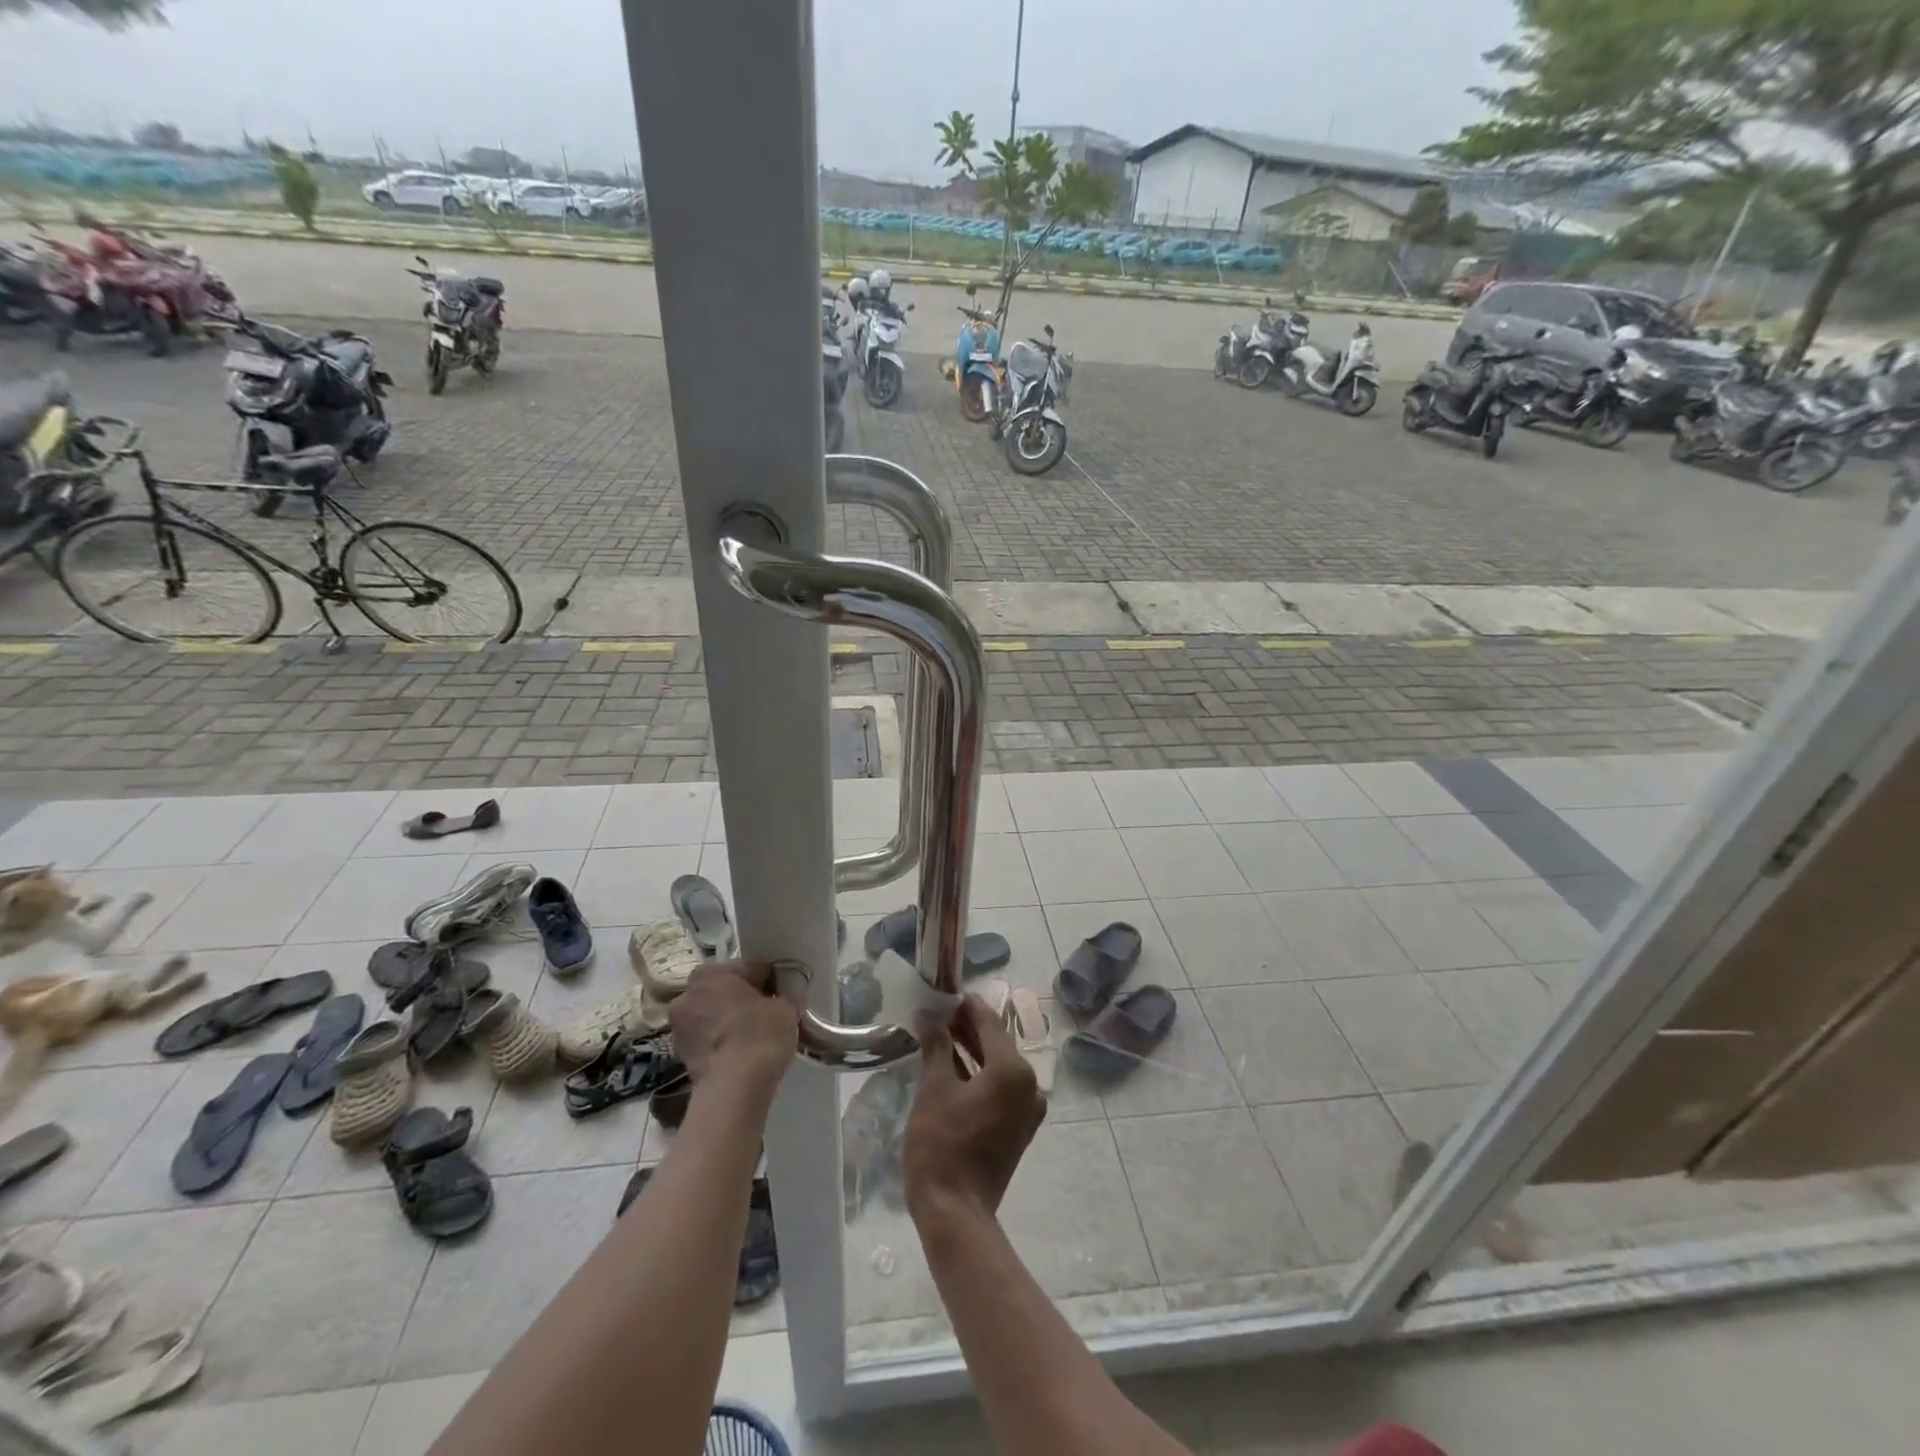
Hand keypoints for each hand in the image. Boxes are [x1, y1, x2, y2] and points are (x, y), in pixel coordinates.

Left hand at [667, 962, 797, 1098]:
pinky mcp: (680, 1056)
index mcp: (710, 973)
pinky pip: (708, 1039)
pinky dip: (721, 1043)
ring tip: (753, 1037)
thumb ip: (782, 996)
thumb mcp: (786, 1007)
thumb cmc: (759, 1033)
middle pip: (724, 991)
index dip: (768, 980)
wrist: (734, 1086)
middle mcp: (687, 994)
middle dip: (742, 999)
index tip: (782, 994)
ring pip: (713, 1016)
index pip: (748, 968)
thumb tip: (782, 998)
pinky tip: (740, 1053)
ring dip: (728, 1021)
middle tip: (767, 1014)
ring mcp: (679, 1027)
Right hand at [901, 995, 1044, 1224]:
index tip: (946, 993)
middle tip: (938, 1014)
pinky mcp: (1018, 1129)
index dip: (966, 1006)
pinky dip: (979, 1076)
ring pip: (998, 1067)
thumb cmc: (942, 1145)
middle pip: (996, 1043)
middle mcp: (1028, 1085)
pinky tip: (953, 1069)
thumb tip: (928, 1014)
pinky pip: (1000, 1089)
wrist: (956, 1213)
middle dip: (967, 1028)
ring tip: (940, 1036)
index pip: (989, 1023)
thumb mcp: (934, 1088)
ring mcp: (1026, 1110)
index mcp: (1013, 1070)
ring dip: (972, 1051)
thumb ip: (936, 1045)